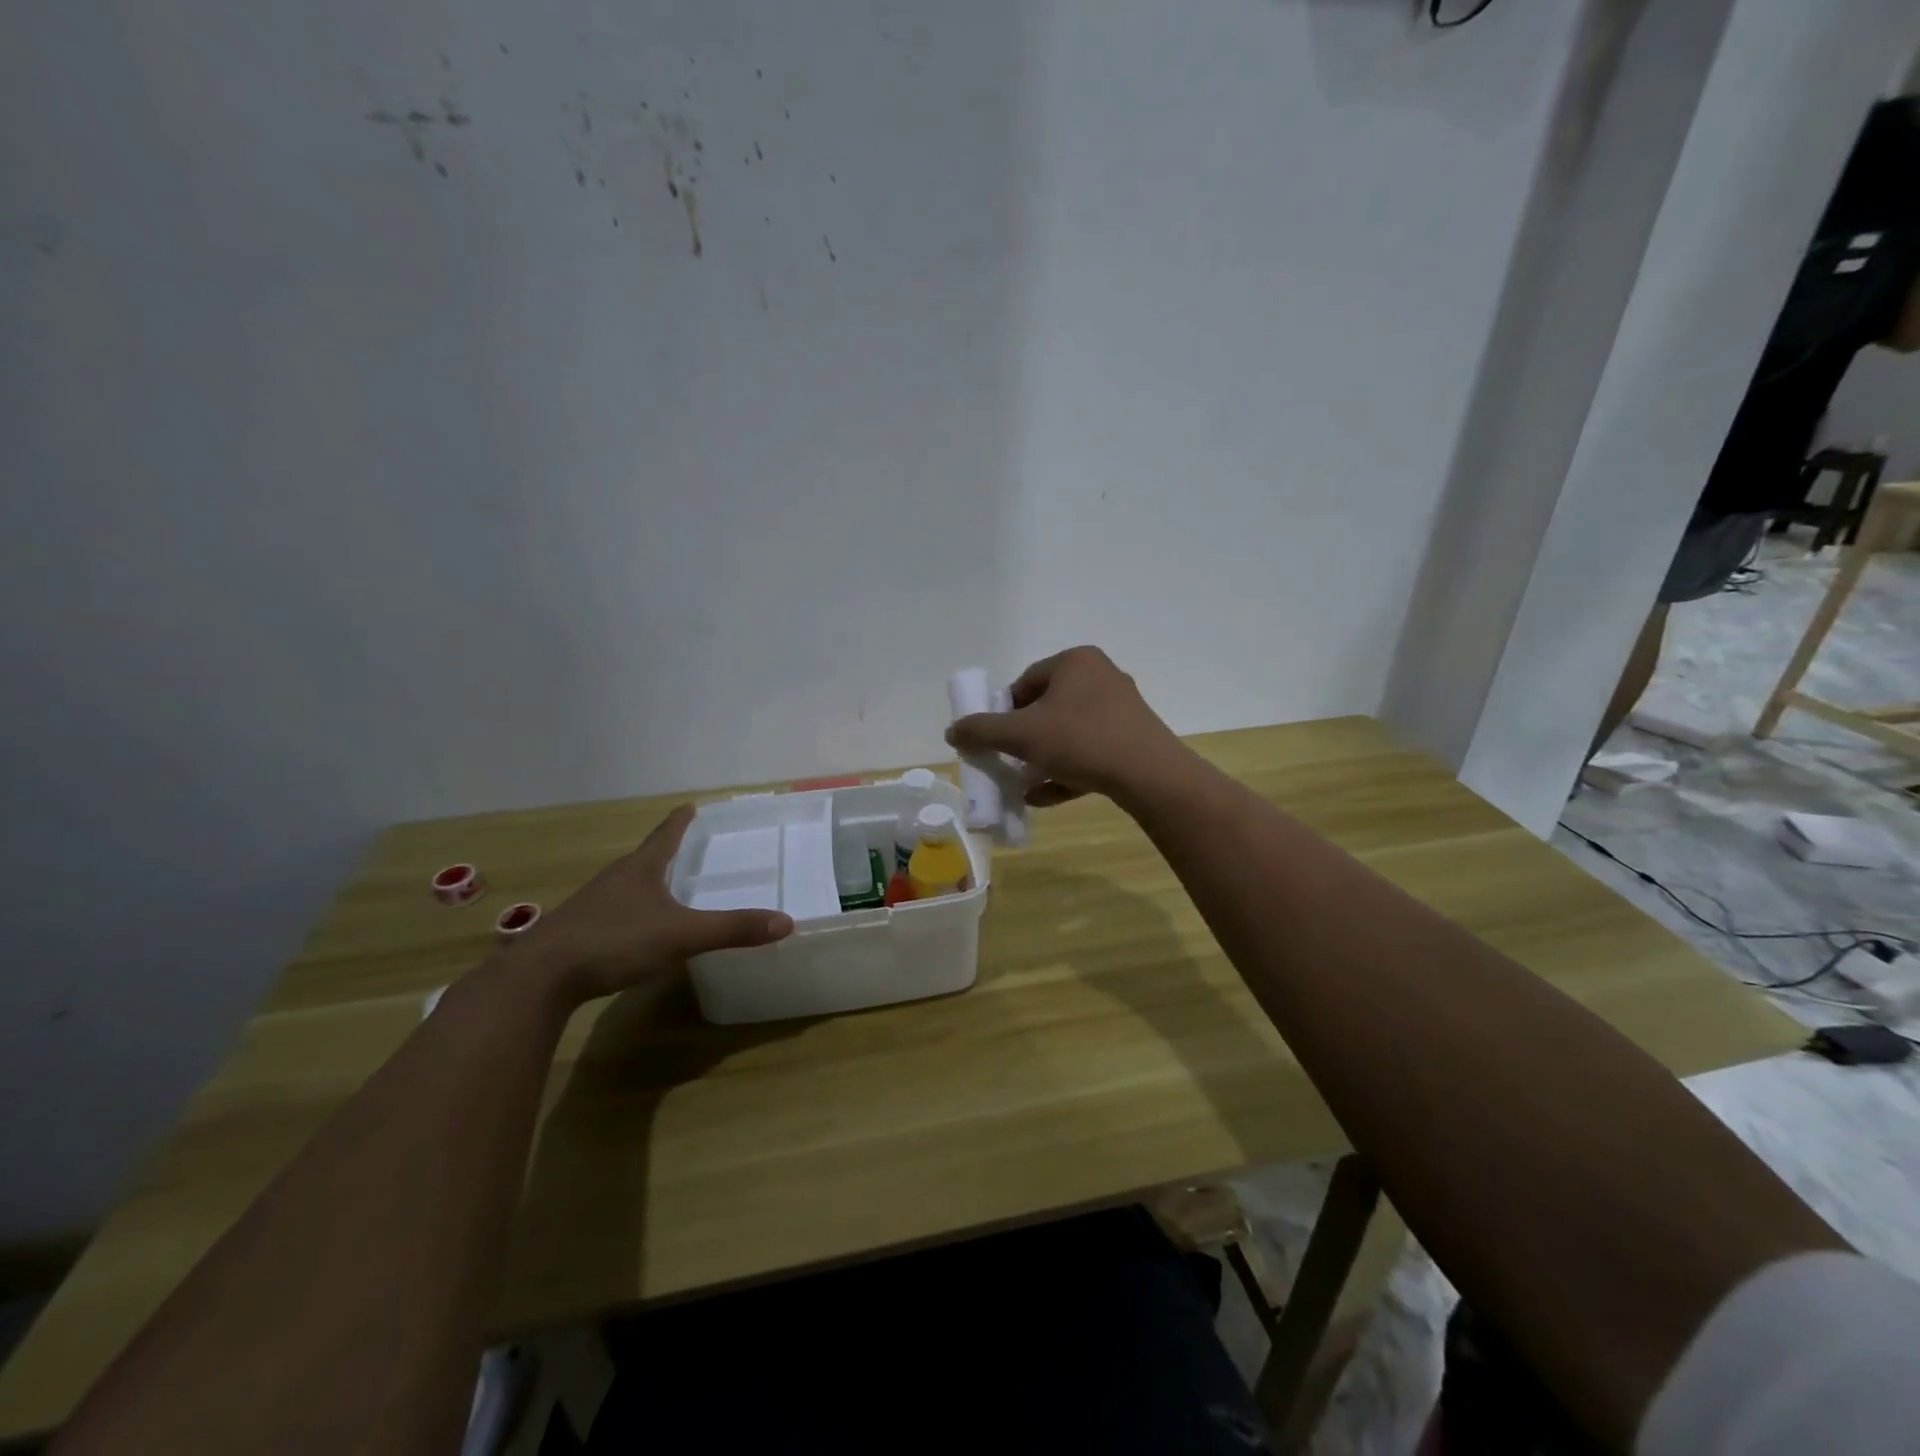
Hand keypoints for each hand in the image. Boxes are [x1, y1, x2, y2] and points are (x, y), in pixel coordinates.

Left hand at [514, 804, 792, 1004]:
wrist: (539, 978)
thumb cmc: (614, 941)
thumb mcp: (681, 935)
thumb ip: (732, 929)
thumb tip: (786, 921)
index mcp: (641, 868)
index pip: (665, 834)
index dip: (681, 820)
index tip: (691, 805)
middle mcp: (616, 878)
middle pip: (646, 857)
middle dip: (667, 850)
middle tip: (690, 847)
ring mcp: (593, 904)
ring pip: (627, 884)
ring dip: (648, 881)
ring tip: (668, 886)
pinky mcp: (578, 931)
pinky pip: (614, 911)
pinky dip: (632, 911)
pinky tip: (638, 929)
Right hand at [945, 646, 1181, 805]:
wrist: (1149, 775)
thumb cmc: (1080, 740)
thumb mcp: (1021, 735)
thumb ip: (981, 731)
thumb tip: (952, 731)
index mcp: (1075, 661)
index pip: (1025, 682)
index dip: (1003, 712)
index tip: (994, 740)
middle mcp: (1101, 676)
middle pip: (1047, 708)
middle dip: (1023, 738)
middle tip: (1009, 761)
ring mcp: (1121, 708)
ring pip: (1068, 732)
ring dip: (1042, 758)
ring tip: (1023, 783)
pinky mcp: (1133, 737)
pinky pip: (1090, 750)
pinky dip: (1067, 770)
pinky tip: (1046, 796)